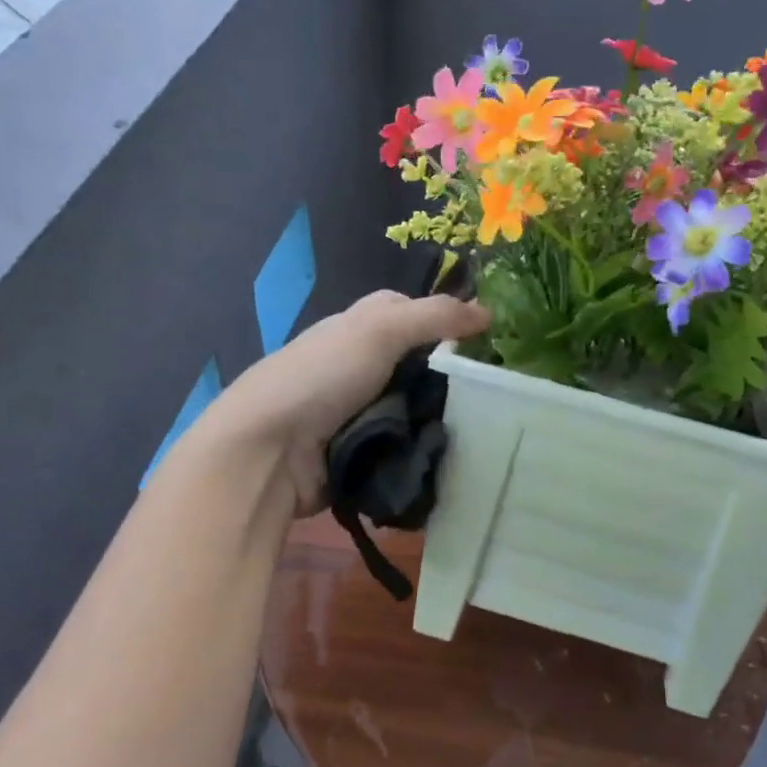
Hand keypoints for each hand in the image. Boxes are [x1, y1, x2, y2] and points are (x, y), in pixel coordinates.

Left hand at [194, 290, 489, 515]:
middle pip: (419, 363)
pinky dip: (424, 447)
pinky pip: (404, 443)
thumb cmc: (323, 376)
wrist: (269, 451)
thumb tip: (489, 311)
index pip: (410, 313)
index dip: (446, 320)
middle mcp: (359, 364)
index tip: (486, 340)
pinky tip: (456, 454)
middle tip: (497, 391)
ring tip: (490, 426)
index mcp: (359, 327)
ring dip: (441, 416)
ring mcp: (359, 409)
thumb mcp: (380, 330)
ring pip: (415, 405)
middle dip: (451, 376)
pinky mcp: (360, 449)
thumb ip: (434, 316)